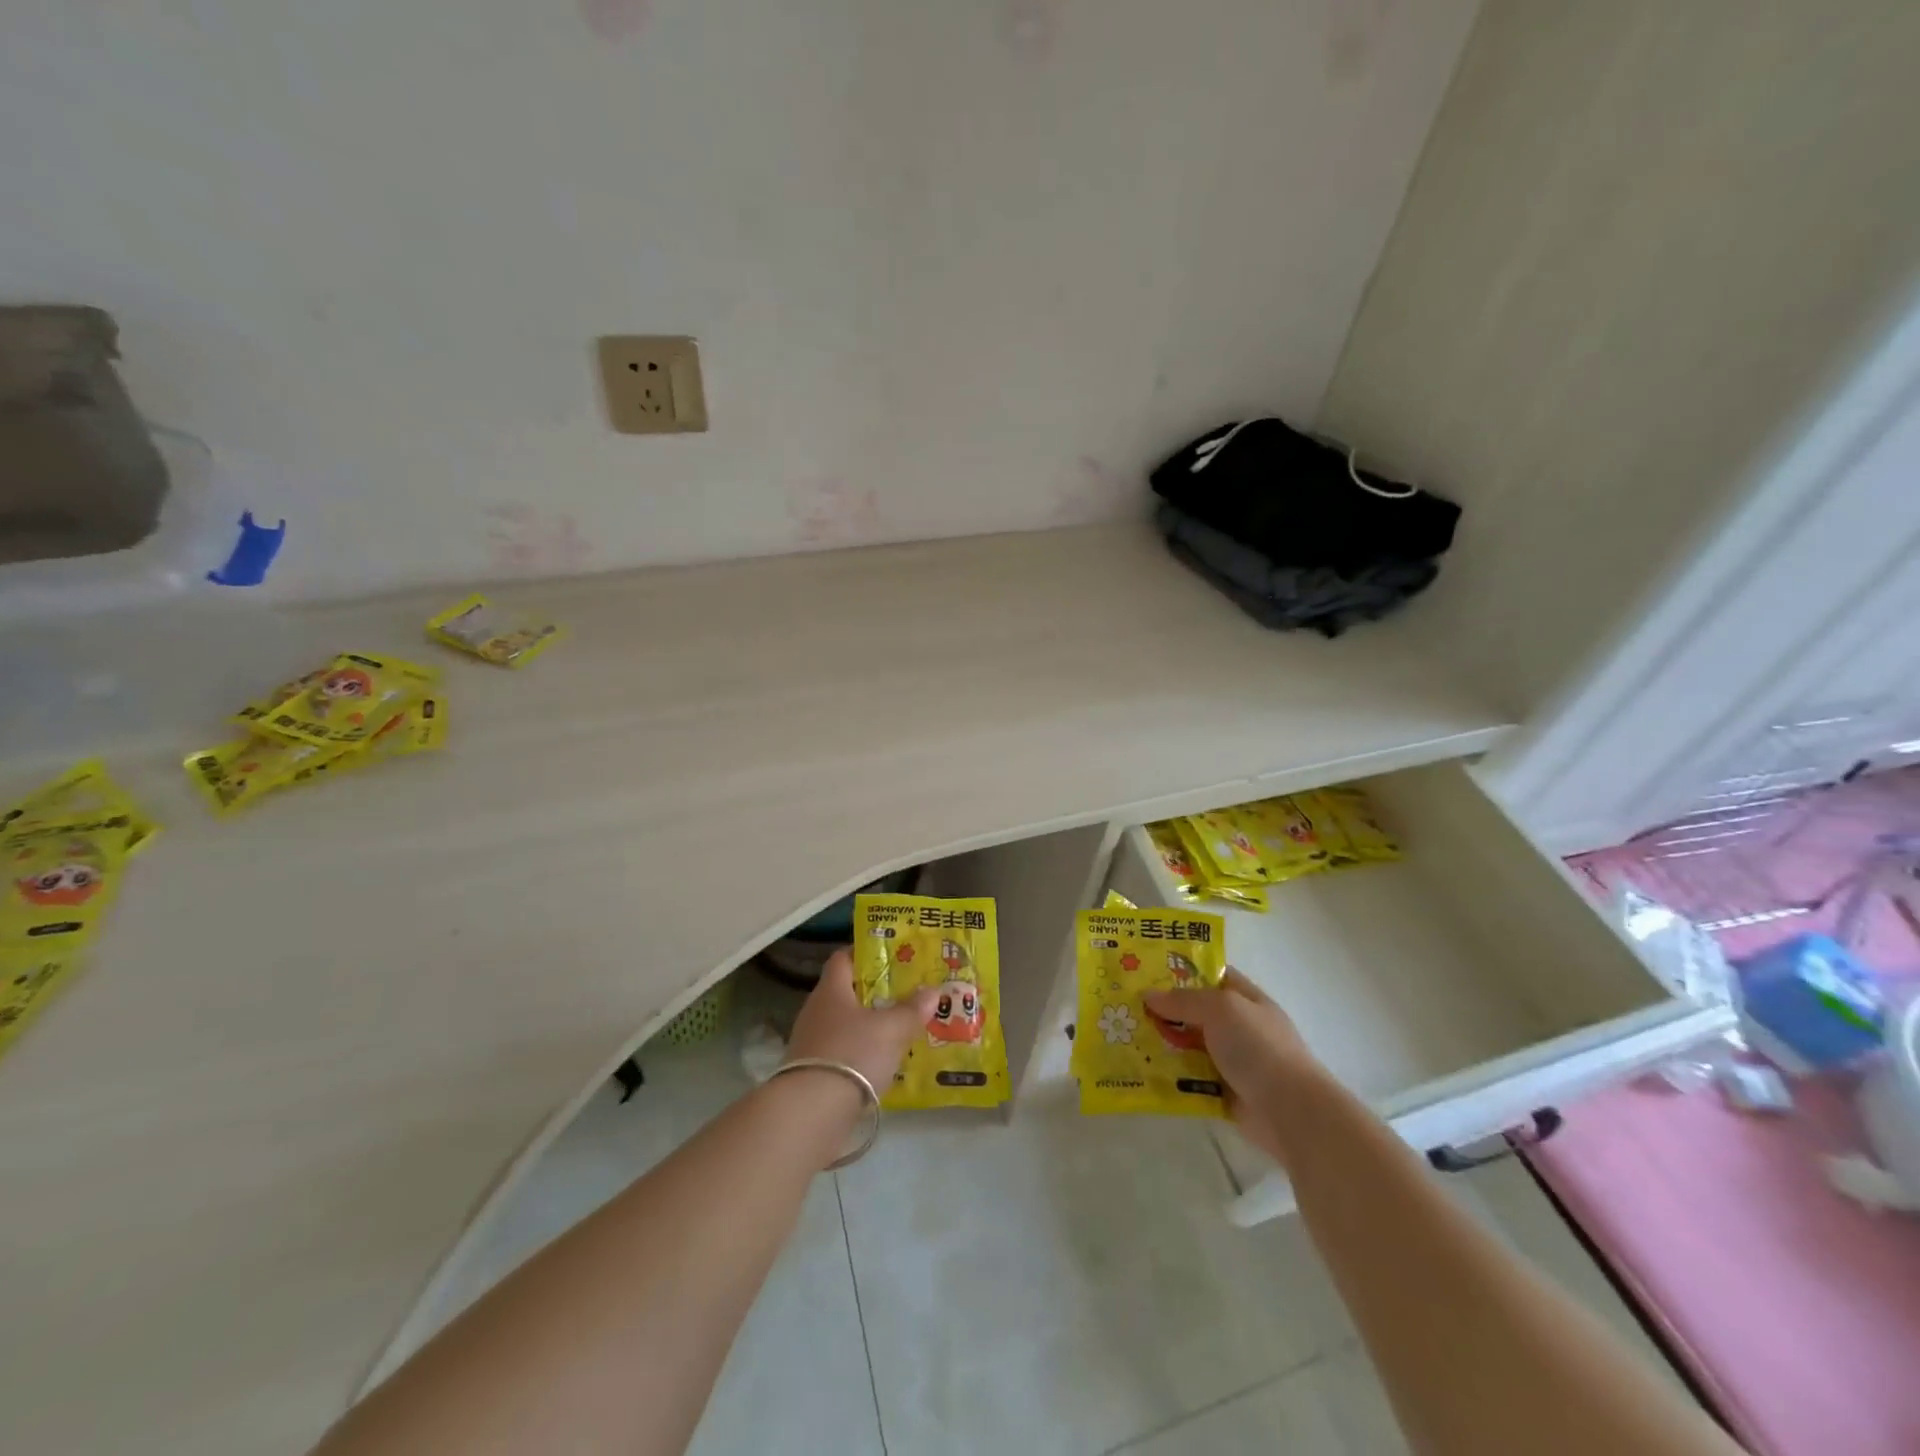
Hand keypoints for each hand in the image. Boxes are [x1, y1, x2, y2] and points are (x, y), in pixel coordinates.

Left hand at [785, 948, 938, 1094]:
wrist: (811, 1112)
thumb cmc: (853, 1054)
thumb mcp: (891, 1029)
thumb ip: (912, 1009)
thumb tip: (932, 990)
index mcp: (831, 990)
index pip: (843, 958)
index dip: (865, 953)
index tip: (891, 955)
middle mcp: (816, 1010)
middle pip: (846, 992)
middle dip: (874, 992)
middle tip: (904, 993)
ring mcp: (811, 1043)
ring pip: (844, 1024)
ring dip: (868, 1026)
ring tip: (898, 1029)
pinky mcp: (812, 1073)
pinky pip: (842, 1052)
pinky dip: (860, 1054)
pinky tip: (881, 1063)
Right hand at [1144, 969, 1323, 1166]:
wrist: (1290, 1112)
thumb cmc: (1258, 1047)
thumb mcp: (1220, 1009)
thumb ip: (1184, 1000)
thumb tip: (1149, 995)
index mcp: (1246, 1000)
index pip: (1213, 976)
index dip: (1183, 971)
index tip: (1148, 970)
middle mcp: (1239, 1027)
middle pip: (1196, 1012)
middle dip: (1165, 1010)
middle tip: (1126, 1005)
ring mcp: (1232, 1061)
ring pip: (1189, 1046)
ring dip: (1163, 1044)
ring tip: (1125, 1037)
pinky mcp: (1223, 1092)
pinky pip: (1190, 1078)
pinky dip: (1171, 1076)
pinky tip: (1142, 1070)